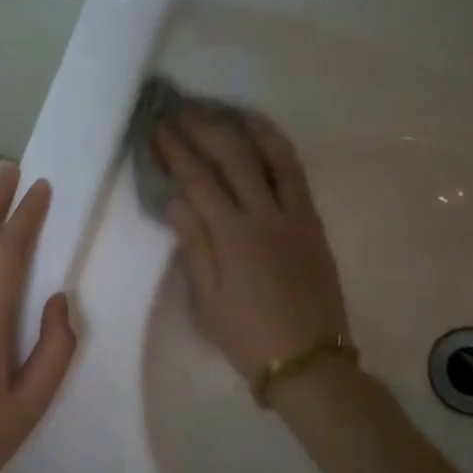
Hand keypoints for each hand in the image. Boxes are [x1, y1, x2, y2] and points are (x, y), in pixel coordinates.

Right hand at [157, 110, 350, 381]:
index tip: (158, 130)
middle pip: (234, 158)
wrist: (309, 361)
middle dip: (205, 130)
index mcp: (234, 236)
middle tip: (183, 111)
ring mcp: (295, 216)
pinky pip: (297, 176)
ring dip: (249, 129)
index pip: (199, 181)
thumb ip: (194, 245)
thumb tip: (176, 199)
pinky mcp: (313, 224)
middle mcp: (266, 215)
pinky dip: (280, 151)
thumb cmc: (247, 337)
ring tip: (230, 110)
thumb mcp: (208, 299)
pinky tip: (267, 142)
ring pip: (274, 157)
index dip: (177, 152)